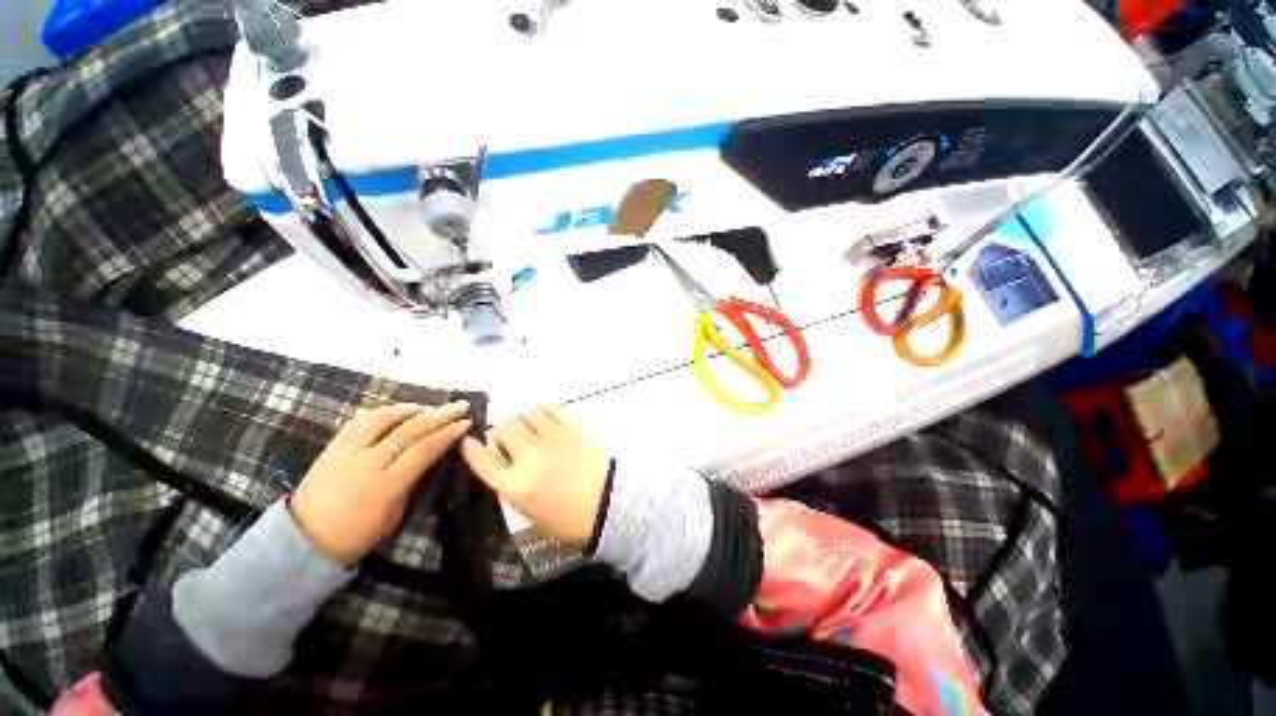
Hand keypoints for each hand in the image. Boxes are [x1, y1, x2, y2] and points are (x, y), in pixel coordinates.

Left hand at [289, 401, 471, 563]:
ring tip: (430, 407)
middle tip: (460, 405)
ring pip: (383, 418)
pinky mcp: (332, 446)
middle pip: (410, 429)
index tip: (466, 422)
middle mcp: (368, 462)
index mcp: (387, 484)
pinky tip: (397, 410)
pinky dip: (383, 411)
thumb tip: (427, 458)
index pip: (425, 449)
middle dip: (440, 414)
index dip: (448, 433)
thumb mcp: (394, 514)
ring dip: (412, 408)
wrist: (303, 539)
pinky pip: (360, 420)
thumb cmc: (356, 535)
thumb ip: (411, 482)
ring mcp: (347, 451)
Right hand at [461, 404, 609, 545]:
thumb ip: (515, 490)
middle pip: (504, 427)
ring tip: (532, 428)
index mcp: (515, 487)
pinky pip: (551, 408)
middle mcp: (529, 458)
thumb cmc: (571, 520)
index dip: (472, 448)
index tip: (470, 441)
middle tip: (512, 437)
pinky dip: (544, 409)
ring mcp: (552, 439)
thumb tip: (508, 466)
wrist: (610, 505)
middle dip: (503, 430)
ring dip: (525, 419)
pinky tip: (546, 416)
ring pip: (527, 414)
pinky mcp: (572, 428)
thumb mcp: (532, 516)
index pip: (483, 461)